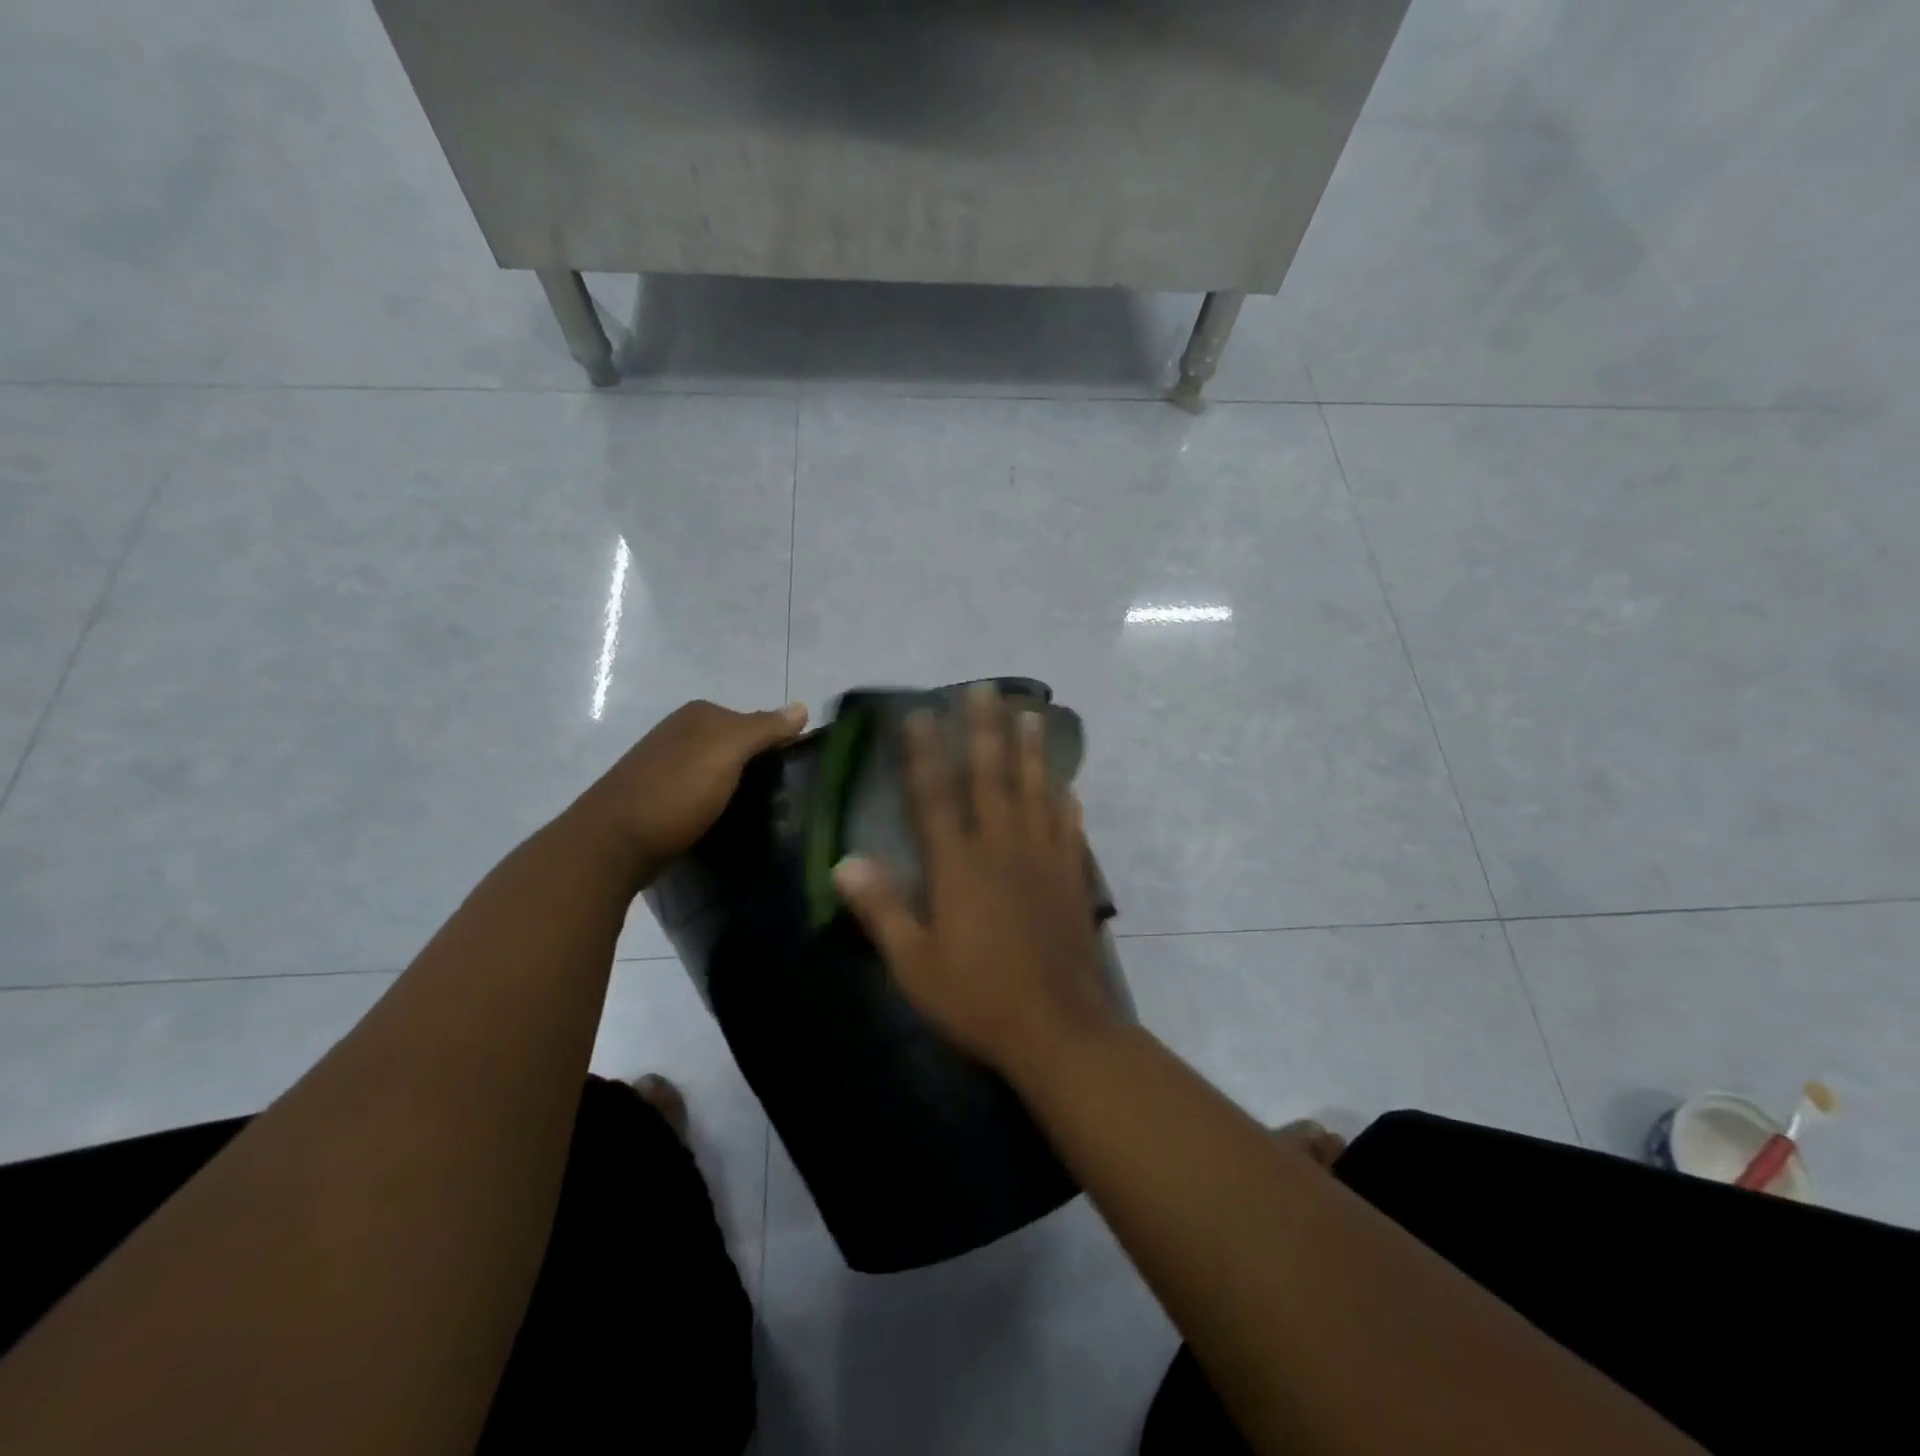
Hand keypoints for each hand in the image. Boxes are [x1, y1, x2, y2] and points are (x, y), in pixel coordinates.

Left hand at [582, 699, 807, 879]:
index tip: (799, 775)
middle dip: (760, 768)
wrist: (611, 844)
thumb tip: (802, 706)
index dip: (780, 745)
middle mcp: (680, 733)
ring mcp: (666, 766)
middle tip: (785, 799)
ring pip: (720, 772)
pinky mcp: (658, 799)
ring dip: (739, 790)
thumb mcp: (727, 751)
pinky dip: (717, 806)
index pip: (756, 722)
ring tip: (762, 816)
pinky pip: (701, 795)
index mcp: (699, 715)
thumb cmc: (675, 792)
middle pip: (737, 746)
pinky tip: (726, 824)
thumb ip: (764, 728)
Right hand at [832, 683, 1117, 1078]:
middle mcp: (1002, 850)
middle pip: (992, 778)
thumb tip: (844, 860)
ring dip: (1033, 752)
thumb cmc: (978, 999)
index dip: (923, 754)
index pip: (934, 797)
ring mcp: (1043, 861)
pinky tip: (1069, 789)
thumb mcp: (915, 965)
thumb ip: (881, 909)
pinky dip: (1067, 805)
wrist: (1059, 1030)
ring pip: (1036, 793)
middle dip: (985, 731)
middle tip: (987, 689)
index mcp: (959, 867)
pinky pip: (1069, 831)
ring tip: (1032, 715)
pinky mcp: (1073, 880)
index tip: (919, 714)